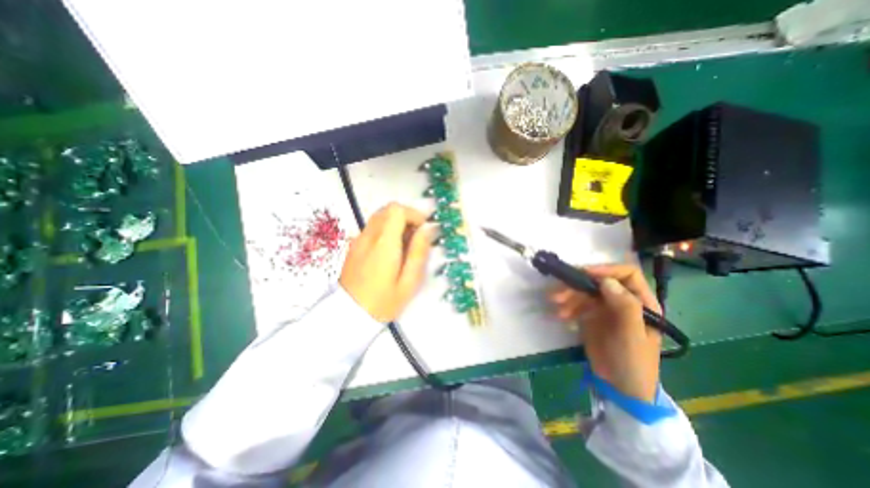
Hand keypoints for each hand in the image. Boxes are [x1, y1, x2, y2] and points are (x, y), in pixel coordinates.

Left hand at [340, 202, 434, 321]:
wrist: (348, 316)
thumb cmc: (383, 302)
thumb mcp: (409, 281)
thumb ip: (419, 252)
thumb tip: (429, 229)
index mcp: (384, 243)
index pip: (397, 210)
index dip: (414, 215)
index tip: (423, 230)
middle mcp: (369, 236)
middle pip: (388, 209)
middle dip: (407, 217)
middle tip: (416, 237)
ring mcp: (359, 239)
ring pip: (380, 217)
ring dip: (396, 223)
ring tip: (405, 245)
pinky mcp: (354, 245)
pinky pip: (373, 227)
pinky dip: (386, 230)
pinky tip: (391, 251)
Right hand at [549, 266, 667, 402]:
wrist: (620, 388)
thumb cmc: (633, 362)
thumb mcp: (632, 336)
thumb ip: (625, 307)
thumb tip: (606, 281)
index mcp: (641, 302)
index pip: (627, 274)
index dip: (606, 270)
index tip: (585, 273)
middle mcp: (622, 301)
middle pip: (599, 282)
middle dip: (578, 284)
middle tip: (560, 291)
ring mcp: (605, 308)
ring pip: (585, 292)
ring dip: (569, 295)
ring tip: (556, 304)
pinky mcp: (591, 316)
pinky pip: (577, 304)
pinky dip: (567, 307)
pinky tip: (561, 315)